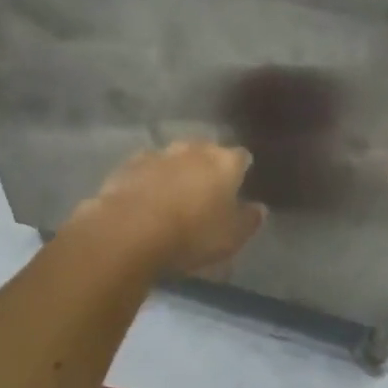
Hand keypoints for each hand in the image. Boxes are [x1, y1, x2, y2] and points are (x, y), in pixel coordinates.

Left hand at [69, 143, 264, 275]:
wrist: (129, 231)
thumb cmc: (192, 235)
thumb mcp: (231, 238)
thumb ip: (249, 220)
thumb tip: (259, 208)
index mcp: (225, 163)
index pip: (241, 157)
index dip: (241, 170)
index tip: (239, 183)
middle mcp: (194, 150)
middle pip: (206, 151)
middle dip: (208, 165)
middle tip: (207, 188)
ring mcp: (159, 154)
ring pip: (175, 157)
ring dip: (177, 170)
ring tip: (175, 192)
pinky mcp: (128, 165)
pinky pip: (146, 167)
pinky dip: (150, 178)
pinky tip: (147, 195)